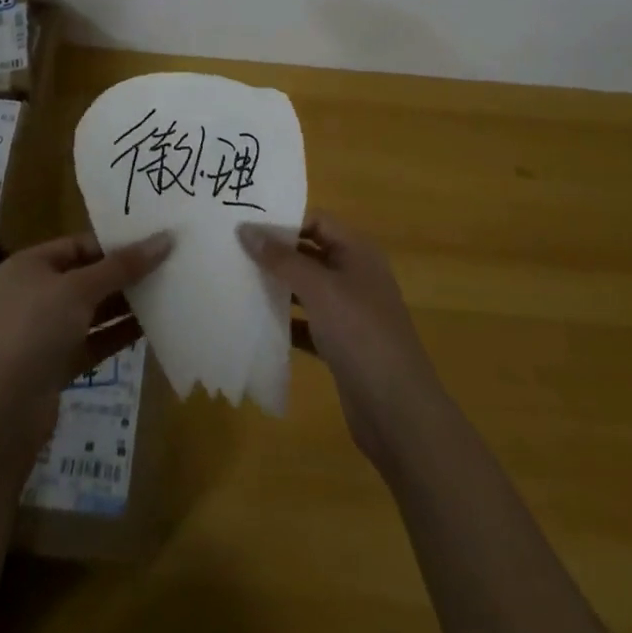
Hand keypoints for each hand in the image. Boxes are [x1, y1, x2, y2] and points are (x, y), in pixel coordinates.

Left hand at [0, 230, 173, 452]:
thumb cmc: (34, 330)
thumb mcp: (79, 289)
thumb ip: (122, 266)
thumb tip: (165, 239)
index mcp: (29, 266)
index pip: (78, 245)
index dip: (114, 243)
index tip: (153, 242)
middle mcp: (33, 295)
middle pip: (86, 277)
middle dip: (123, 274)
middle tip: (167, 267)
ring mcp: (42, 333)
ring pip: (91, 312)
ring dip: (124, 305)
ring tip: (165, 295)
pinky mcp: (54, 367)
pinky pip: (92, 342)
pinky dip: (116, 336)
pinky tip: (149, 330)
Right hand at [239, 213, 442, 471]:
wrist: (397, 411)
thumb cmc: (360, 334)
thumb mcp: (319, 289)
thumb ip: (281, 259)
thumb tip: (245, 229)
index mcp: (358, 252)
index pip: (316, 221)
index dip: (283, 221)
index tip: (245, 226)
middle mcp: (355, 275)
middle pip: (310, 253)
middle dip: (276, 253)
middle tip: (234, 251)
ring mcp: (350, 312)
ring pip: (307, 289)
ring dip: (278, 286)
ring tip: (238, 282)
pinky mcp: (341, 344)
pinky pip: (308, 323)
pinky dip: (286, 321)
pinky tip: (257, 323)